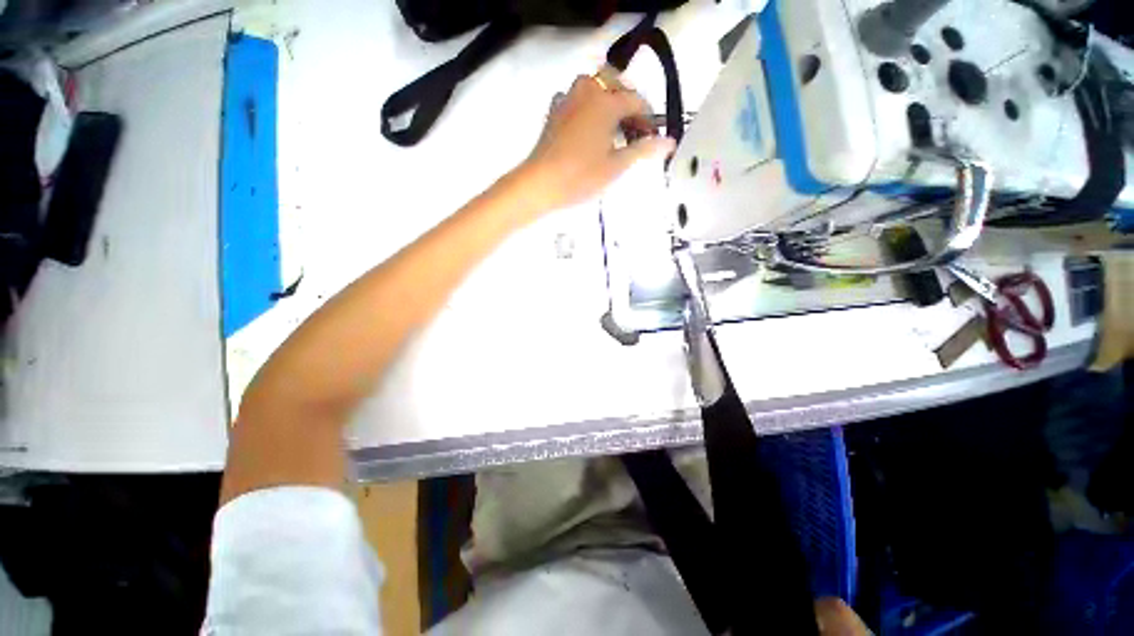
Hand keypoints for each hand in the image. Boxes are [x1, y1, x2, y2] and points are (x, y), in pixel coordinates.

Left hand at [518, 74, 675, 211]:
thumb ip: (643, 149)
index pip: (636, 101)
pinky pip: (576, 98)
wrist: (540, 184)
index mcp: (606, 101)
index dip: (648, 119)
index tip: (652, 139)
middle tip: (633, 128)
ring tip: (612, 127)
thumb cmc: (581, 176)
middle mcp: (587, 91)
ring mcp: (567, 99)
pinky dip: (587, 105)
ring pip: (593, 86)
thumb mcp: (616, 165)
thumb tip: (670, 141)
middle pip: (614, 82)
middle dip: (628, 100)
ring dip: (607, 99)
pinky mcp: (554, 111)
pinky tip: (588, 126)